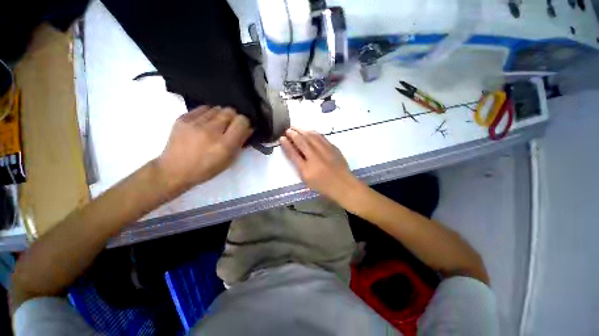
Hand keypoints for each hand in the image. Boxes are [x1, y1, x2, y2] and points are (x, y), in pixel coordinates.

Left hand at [156, 106, 252, 191]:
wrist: (174, 170)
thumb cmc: (206, 169)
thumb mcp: (229, 160)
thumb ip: (240, 143)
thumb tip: (247, 129)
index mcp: (225, 145)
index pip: (242, 121)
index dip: (245, 123)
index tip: (243, 128)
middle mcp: (211, 131)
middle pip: (230, 111)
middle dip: (234, 118)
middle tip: (231, 126)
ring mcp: (195, 123)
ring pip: (217, 108)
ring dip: (221, 115)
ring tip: (217, 125)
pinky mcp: (183, 118)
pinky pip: (203, 108)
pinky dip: (208, 114)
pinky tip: (205, 123)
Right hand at [280, 128, 360, 202]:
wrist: (343, 184)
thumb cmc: (323, 185)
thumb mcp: (307, 180)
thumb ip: (299, 166)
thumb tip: (294, 152)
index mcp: (307, 170)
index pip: (293, 154)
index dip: (286, 145)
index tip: (282, 138)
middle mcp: (315, 158)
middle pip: (302, 142)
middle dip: (293, 134)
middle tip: (288, 129)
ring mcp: (325, 151)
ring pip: (312, 136)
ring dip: (302, 130)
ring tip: (296, 127)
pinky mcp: (333, 148)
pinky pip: (321, 137)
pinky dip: (313, 132)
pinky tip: (309, 130)